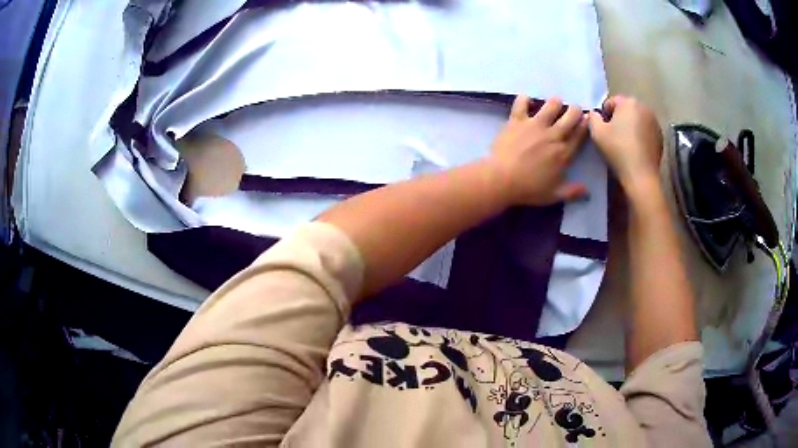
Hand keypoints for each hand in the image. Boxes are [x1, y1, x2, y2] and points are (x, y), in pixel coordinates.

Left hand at [487, 96, 588, 205]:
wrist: (501, 180)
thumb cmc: (529, 189)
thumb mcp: (554, 195)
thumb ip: (572, 192)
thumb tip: (588, 192)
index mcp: (564, 153)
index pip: (580, 135)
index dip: (585, 125)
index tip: (587, 119)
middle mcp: (553, 135)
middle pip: (571, 115)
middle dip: (575, 110)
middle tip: (574, 110)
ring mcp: (535, 125)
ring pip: (551, 104)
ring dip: (555, 103)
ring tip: (554, 104)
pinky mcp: (517, 120)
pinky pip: (521, 103)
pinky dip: (524, 99)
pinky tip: (526, 100)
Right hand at [587, 96, 662, 191]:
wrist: (641, 176)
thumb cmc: (618, 150)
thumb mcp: (597, 132)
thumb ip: (592, 117)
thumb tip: (594, 114)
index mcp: (628, 102)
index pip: (611, 102)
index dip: (604, 115)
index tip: (602, 130)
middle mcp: (644, 107)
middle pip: (626, 110)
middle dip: (619, 119)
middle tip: (613, 137)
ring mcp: (655, 122)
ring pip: (637, 120)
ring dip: (630, 127)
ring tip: (625, 144)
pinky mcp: (660, 137)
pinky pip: (646, 131)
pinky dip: (640, 136)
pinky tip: (636, 150)